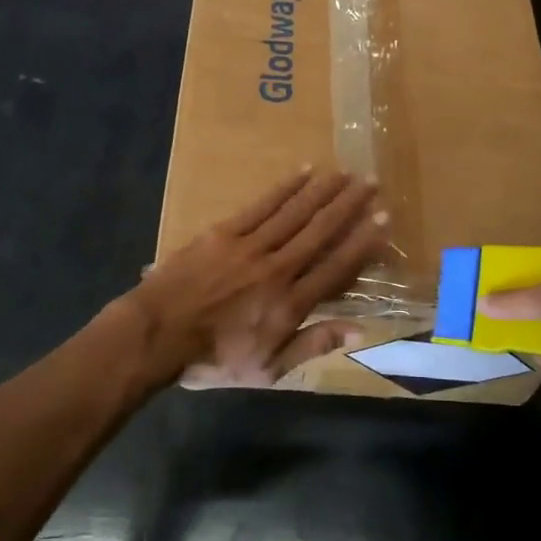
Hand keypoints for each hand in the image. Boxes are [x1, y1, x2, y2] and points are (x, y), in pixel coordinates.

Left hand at [122, 169, 388, 389]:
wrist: (157, 334)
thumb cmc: (213, 358)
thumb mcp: (268, 368)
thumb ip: (313, 344)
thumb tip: (359, 330)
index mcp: (290, 303)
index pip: (336, 266)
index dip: (363, 242)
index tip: (383, 219)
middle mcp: (278, 268)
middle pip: (320, 231)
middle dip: (349, 206)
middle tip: (371, 182)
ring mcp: (250, 246)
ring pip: (295, 212)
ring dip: (322, 191)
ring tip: (345, 173)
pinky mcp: (224, 232)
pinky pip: (261, 205)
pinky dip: (284, 188)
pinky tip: (302, 172)